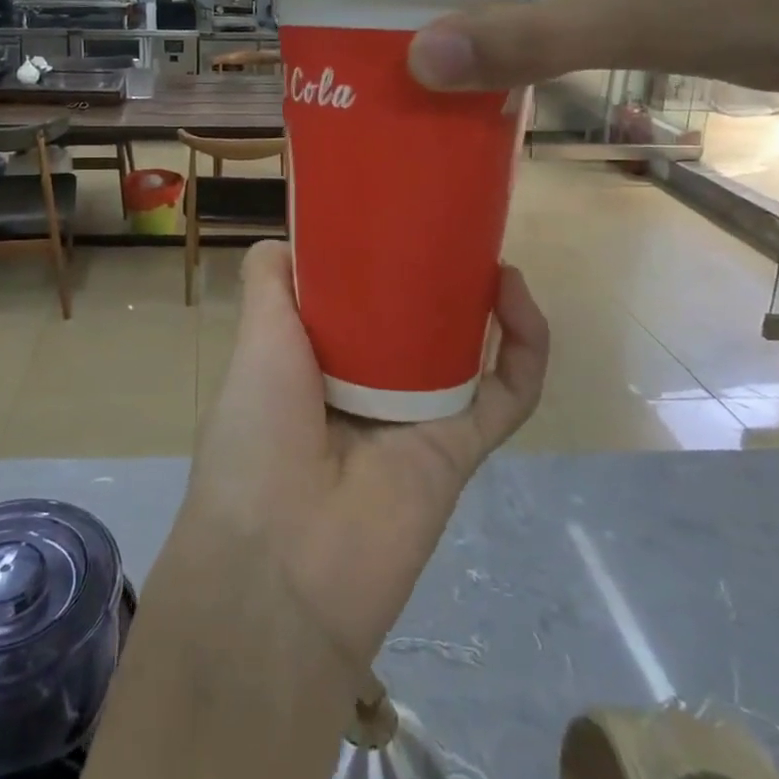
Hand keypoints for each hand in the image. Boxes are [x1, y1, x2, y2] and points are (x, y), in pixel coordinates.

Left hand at [180, 241, 548, 670]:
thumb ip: (267, 282)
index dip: (377, 259)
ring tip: (488, 256)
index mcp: (316, 357)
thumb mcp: (254, 340)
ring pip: (469, 350)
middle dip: (437, 275)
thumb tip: (288, 237)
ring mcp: (418, 415)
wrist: (284, 562)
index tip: (396, 215)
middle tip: (452, 229)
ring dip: (486, 302)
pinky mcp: (461, 447)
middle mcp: (369, 382)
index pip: (356, 297)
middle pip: (416, 318)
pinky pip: (507, 394)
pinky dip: (524, 348)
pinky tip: (515, 297)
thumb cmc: (257, 432)